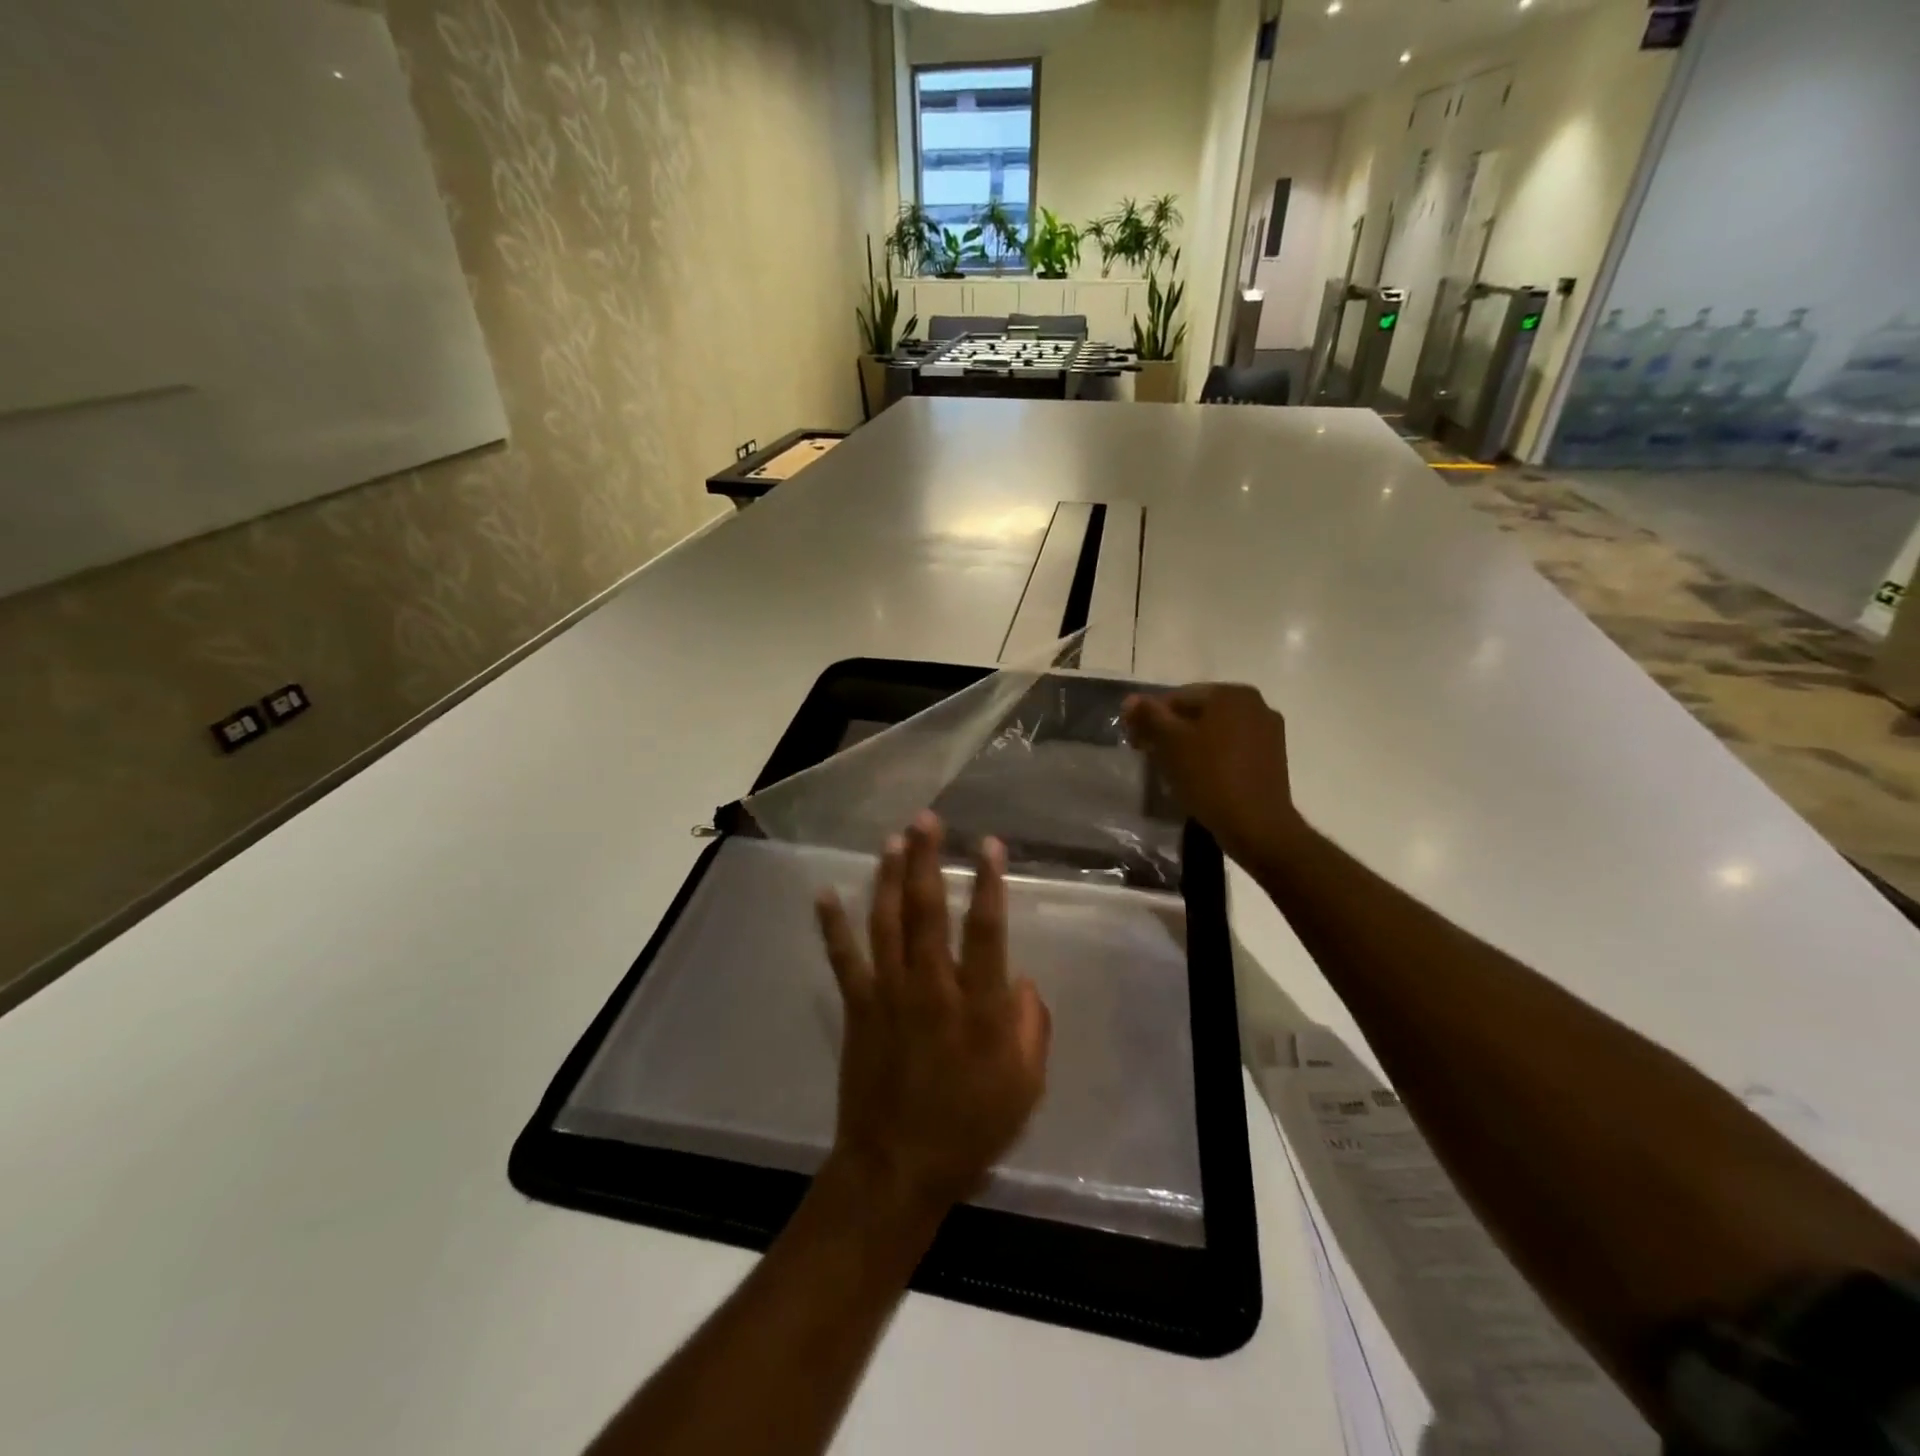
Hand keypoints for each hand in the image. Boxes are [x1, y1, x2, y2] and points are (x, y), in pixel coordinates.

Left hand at [814, 812, 1051, 1218]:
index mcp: (978, 1005)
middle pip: (927, 910)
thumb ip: (1032, 1027)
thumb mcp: (1025, 1086)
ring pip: (886, 921)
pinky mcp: (857, 1007)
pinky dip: (832, 925)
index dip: (988, 882)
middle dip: (927, 860)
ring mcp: (888, 994)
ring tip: (893, 839)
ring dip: (888, 876)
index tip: (988, 843)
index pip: (986, 929)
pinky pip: (843, 958)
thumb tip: (1022, 981)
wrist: (897, 1167)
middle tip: (927, 819)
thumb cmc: (970, 1128)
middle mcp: (931, 987)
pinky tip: (824, 893)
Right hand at [1122, 683, 1305, 874]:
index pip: (1177, 697)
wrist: (1256, 825)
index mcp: (1230, 693)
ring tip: (1172, 768)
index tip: (1135, 741)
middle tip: (1150, 754)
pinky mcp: (1273, 756)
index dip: (1150, 717)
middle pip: (1198, 711)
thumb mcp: (1170, 744)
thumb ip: (1149, 716)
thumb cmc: (1209, 777)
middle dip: (1171, 730)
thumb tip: (1130, 700)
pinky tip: (1199, 775)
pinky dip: (1212, 755)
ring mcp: (1268, 730)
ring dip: (1191, 743)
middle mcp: (1255, 703)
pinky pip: (1232, 747)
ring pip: (1215, 730)